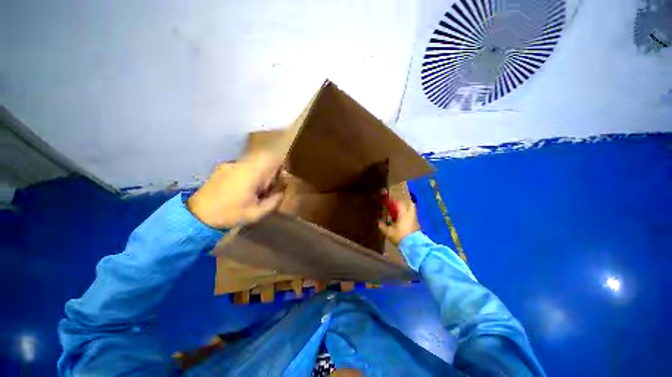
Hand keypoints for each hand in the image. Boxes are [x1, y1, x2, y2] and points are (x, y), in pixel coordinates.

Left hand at [187, 152, 284, 228]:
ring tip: (254, 191)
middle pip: (264, 160)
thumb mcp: (256, 213)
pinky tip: (241, 189)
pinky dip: (248, 175)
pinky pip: (242, 167)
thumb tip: (282, 192)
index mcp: (251, 173)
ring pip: (253, 164)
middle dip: (270, 173)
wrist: (196, 216)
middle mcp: (241, 165)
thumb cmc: (229, 215)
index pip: (273, 159)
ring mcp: (230, 165)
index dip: (281, 167)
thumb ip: (273, 201)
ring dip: (259, 175)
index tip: (281, 180)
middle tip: (267, 190)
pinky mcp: (222, 168)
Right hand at [378, 200, 419, 245]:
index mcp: (403, 214)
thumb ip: (382, 226)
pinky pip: (411, 216)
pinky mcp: (416, 224)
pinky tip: (400, 220)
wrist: (414, 246)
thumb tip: (378, 222)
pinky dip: (406, 215)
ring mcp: (414, 219)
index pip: (398, 203)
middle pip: (409, 204)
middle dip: (402, 204)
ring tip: (396, 213)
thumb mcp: (388, 232)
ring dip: (404, 210)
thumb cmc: (400, 236)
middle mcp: (410, 214)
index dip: (392, 201)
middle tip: (394, 206)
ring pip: (410, 210)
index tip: (387, 202)